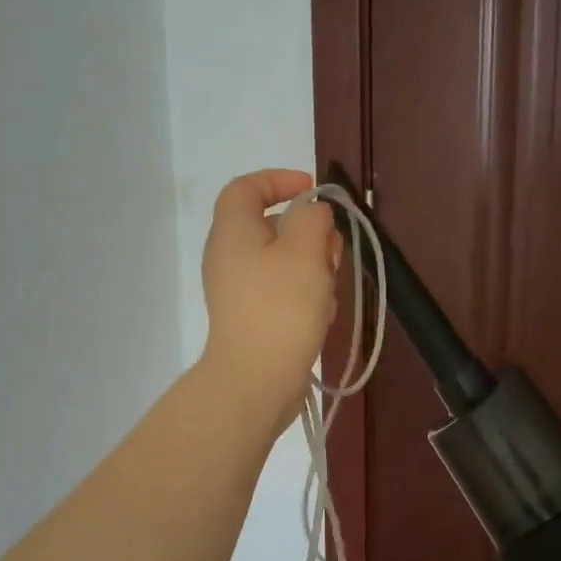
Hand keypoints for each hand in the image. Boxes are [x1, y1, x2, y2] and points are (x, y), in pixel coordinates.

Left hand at [197, 169, 340, 432]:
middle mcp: (228, 256)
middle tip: (333, 250)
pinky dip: (304, 293)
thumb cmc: (281, 307)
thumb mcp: (305, 250)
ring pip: (281, 261)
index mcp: (232, 230)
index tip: (314, 191)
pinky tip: (322, 314)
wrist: (256, 380)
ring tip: (330, 290)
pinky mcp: (250, 318)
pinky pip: (280, 291)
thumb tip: (311, 213)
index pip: (246, 187)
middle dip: (309, 232)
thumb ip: (312, 218)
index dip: (279, 180)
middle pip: (270, 226)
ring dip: (312, 266)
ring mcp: (237, 290)